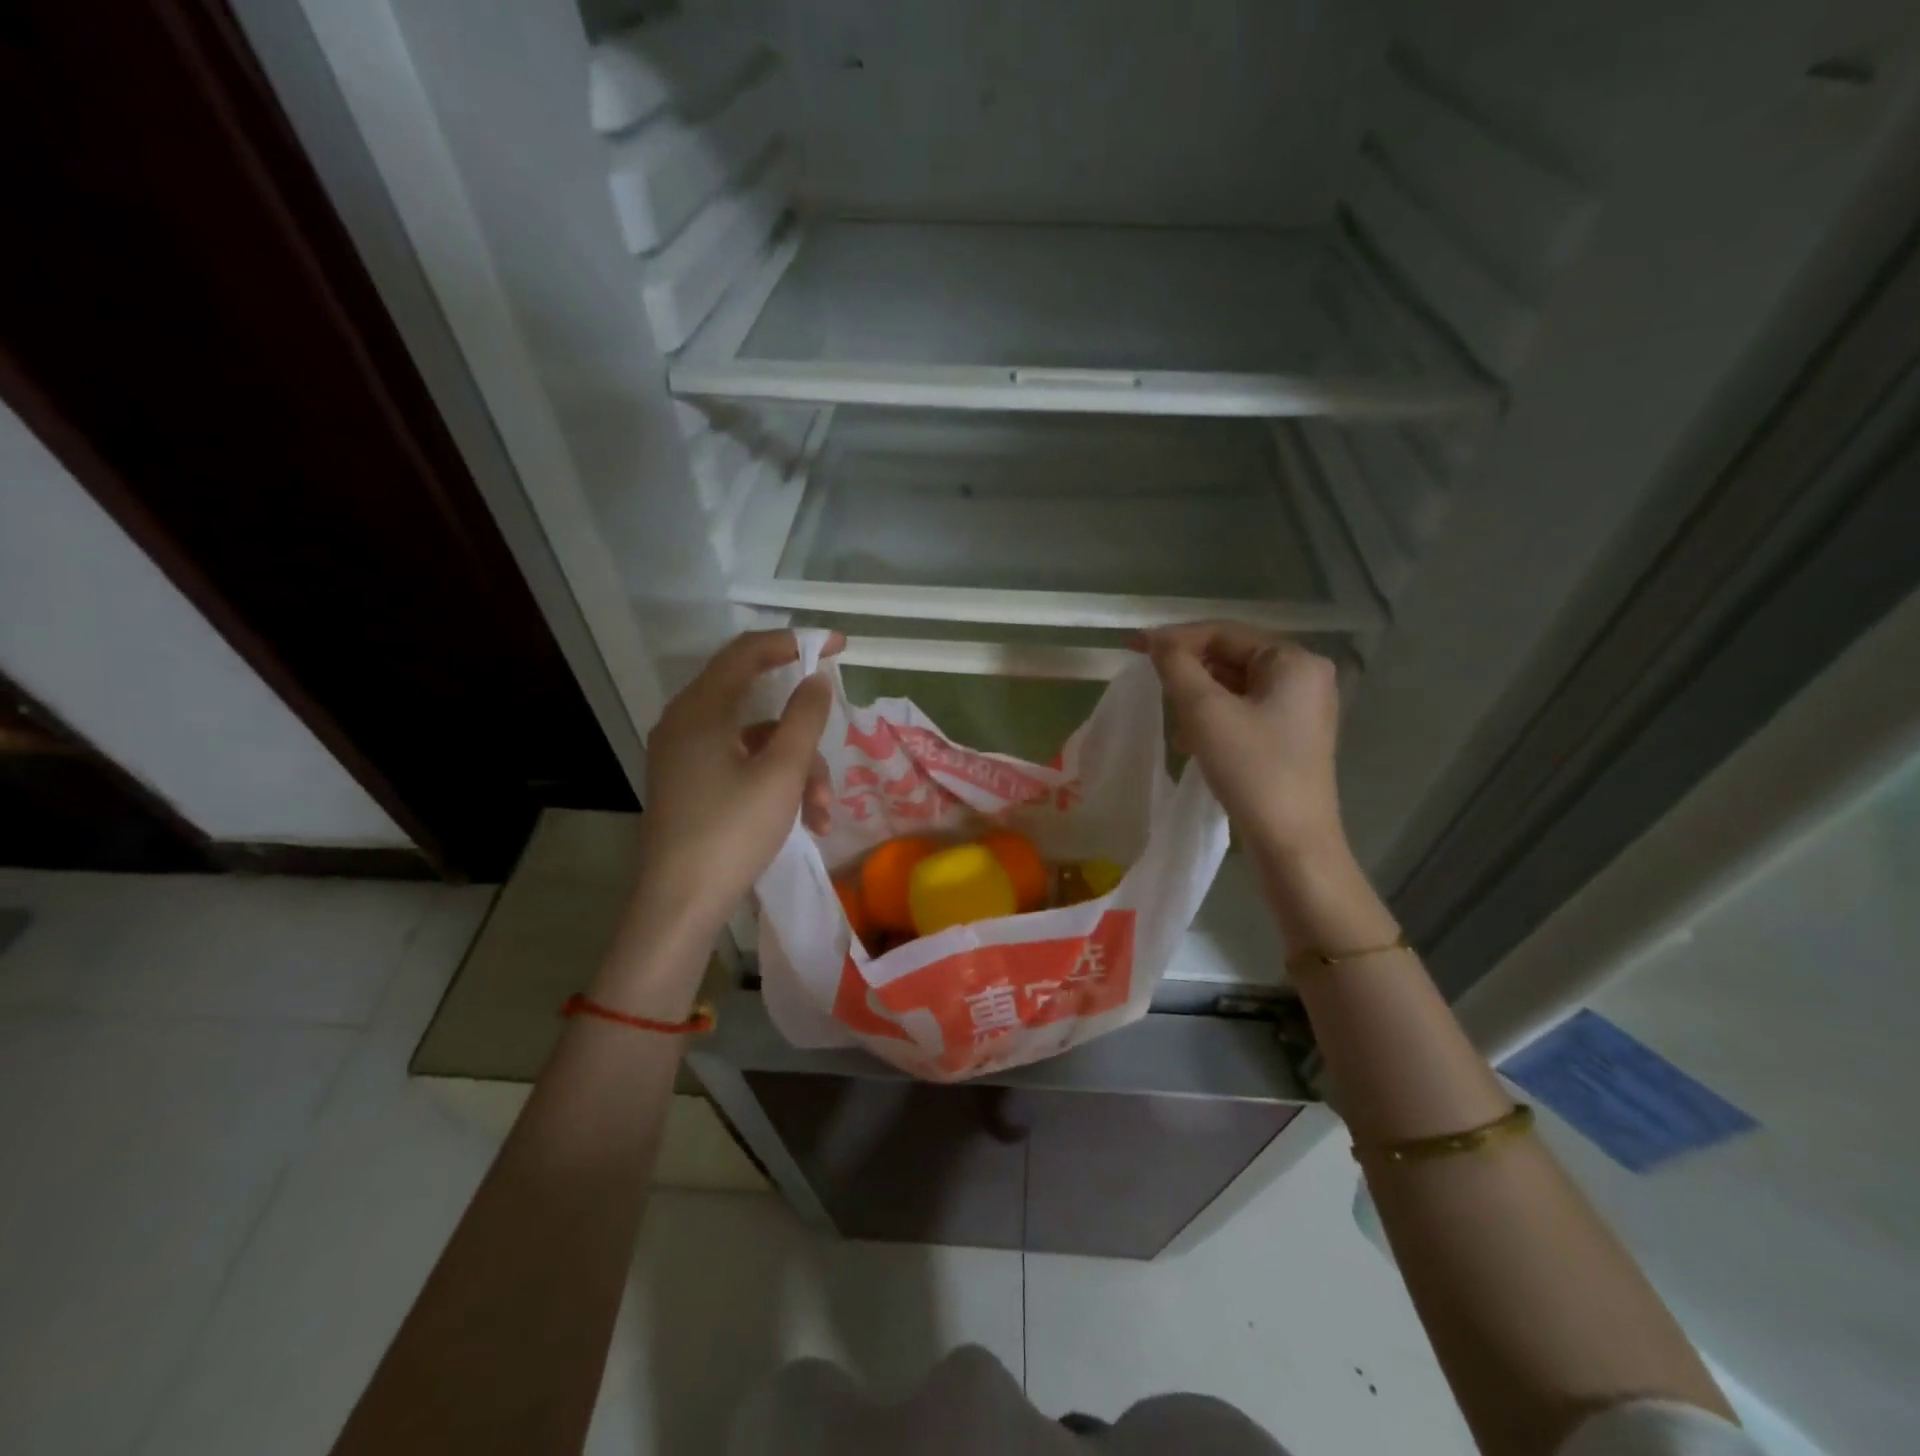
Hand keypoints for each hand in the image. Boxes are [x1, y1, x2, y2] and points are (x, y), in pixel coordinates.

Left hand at [631, 630, 839, 939]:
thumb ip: (804, 717)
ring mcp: (684, 756)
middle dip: (804, 732)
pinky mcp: (690, 785)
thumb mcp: (781, 772)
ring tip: (822, 811)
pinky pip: (741, 766)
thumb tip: (817, 680)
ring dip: (796, 768)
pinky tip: (804, 821)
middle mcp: (686, 723)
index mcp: (700, 709)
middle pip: (757, 702)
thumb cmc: (732, 831)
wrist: (679, 905)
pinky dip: (774, 784)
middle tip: (834, 741)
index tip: (839, 647)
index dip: (795, 642)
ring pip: (755, 742)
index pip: (748, 652)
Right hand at [1140, 622, 1344, 862]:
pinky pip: (1244, 711)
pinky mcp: (1292, 738)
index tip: (1132, 647)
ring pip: (1235, 687)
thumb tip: (1157, 641)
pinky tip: (1192, 742)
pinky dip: (1214, 719)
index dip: (1175, 638)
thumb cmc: (1251, 769)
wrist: (1292, 843)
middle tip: (1150, 684)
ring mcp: (1302, 709)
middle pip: (1231, 657)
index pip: (1224, 633)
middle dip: (1188, 671)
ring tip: (1173, 721)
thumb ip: (1177, 666)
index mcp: (1294, 661)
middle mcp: (1305, 677)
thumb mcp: (1204, 712)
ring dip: (1198, 698)